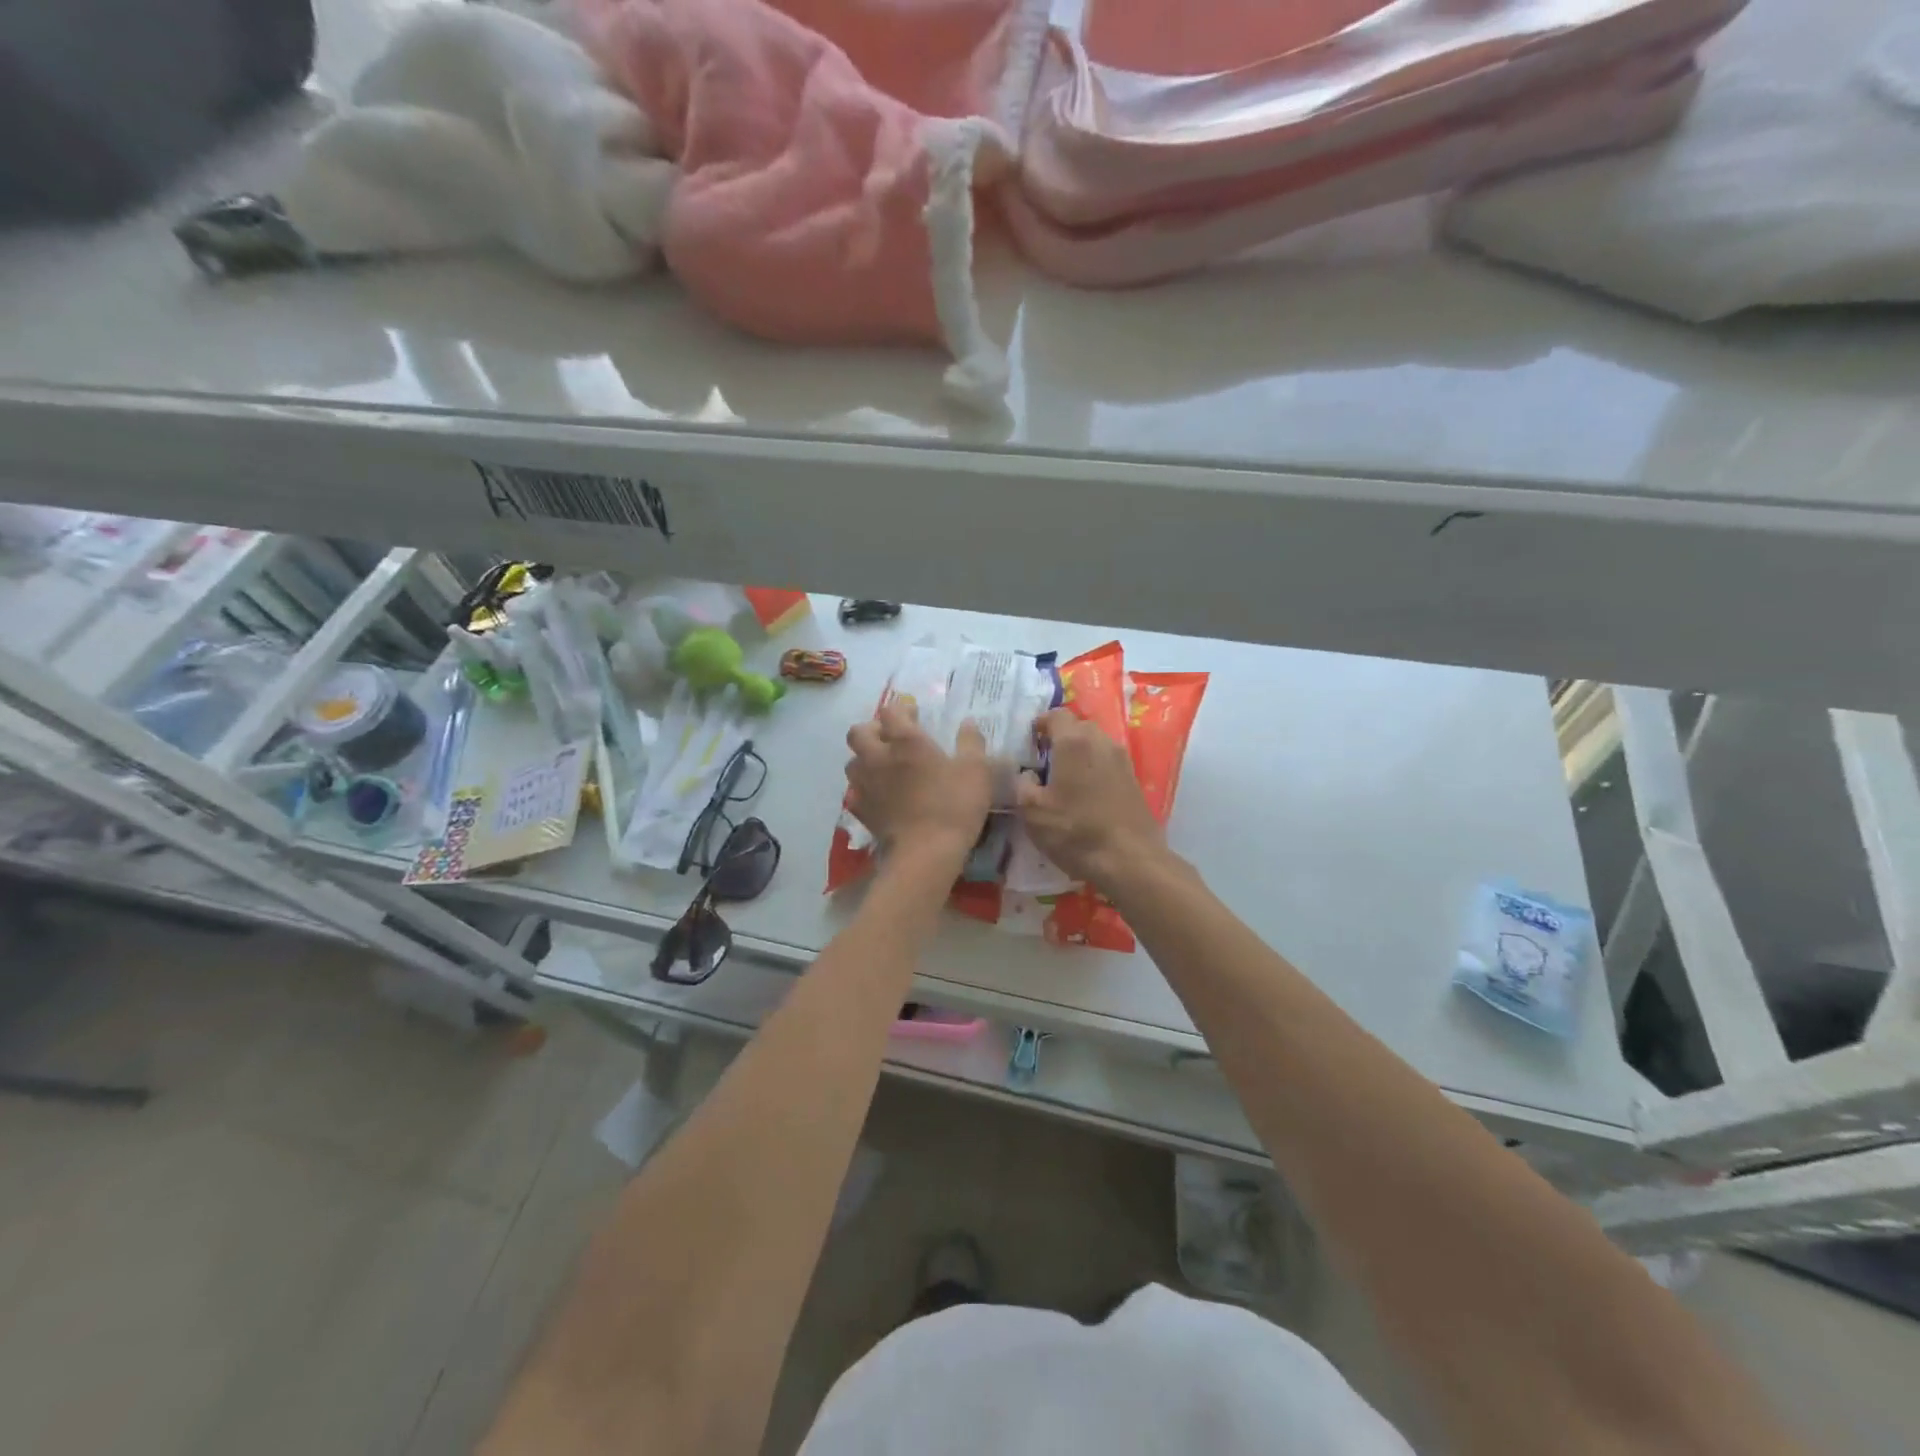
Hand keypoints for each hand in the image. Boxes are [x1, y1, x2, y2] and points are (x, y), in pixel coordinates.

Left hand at [845, 701, 992, 858]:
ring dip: (865, 759)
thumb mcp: (976, 770)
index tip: (915, 715)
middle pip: (859, 732)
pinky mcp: (861, 811)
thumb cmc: (954, 805)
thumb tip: (968, 722)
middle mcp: (878, 757)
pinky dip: (864, 790)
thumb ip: (971, 742)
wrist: (926, 853)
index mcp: (906, 741)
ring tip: (883, 767)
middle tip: (892, 739)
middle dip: (872, 730)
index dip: (901, 709)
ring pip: (852, 762)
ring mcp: (865, 785)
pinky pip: (855, 793)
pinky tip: (879, 797)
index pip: (891, 711)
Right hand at [1017, 709, 1167, 888]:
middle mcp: (1102, 741)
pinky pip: (1108, 762)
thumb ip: (1022, 785)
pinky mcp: (1134, 779)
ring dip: (1079, 753)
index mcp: (1074, 742)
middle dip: (1061, 737)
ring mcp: (1122, 760)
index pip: (1056, 714)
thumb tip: (1027, 774)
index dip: (1041, 723)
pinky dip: (1094, 768)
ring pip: (1096, 743)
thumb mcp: (1032, 812)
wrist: (1129, 860)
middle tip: (1044, 760)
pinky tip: (1085, 793)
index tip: (1030, 741)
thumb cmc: (1075, 832)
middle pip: (1078, 726)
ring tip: (1064, 777)